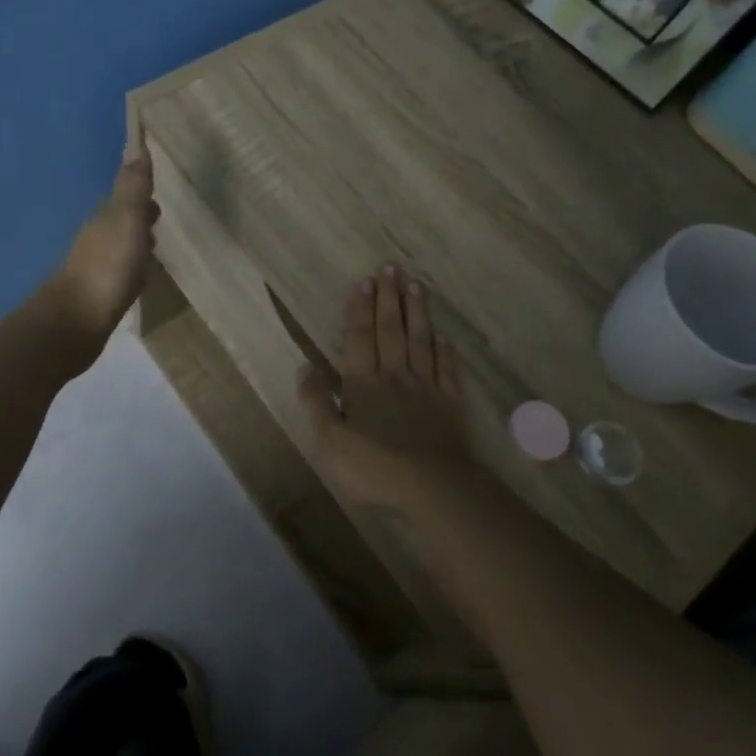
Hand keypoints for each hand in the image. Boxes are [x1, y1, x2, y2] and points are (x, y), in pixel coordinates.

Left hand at [51, 143, 159, 339]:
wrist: (76, 321)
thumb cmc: (108, 266)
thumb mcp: (127, 220)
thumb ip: (133, 187)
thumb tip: (136, 145)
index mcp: (105, 217)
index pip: (124, 197)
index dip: (141, 194)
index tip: (158, 194)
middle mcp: (96, 237)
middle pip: (121, 220)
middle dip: (139, 217)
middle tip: (159, 219)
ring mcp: (94, 266)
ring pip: (119, 246)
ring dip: (135, 243)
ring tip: (155, 248)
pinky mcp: (97, 293)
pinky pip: (119, 271)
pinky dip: (131, 268)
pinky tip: (139, 278)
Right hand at [296, 264, 476, 512]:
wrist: (433, 488)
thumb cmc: (374, 467)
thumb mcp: (329, 442)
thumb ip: (315, 403)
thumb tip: (304, 368)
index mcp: (364, 384)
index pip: (360, 337)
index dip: (361, 308)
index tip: (365, 281)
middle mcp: (395, 376)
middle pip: (391, 330)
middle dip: (389, 297)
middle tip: (391, 267)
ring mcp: (426, 388)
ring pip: (420, 341)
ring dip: (417, 313)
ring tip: (416, 286)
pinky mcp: (450, 404)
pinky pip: (446, 369)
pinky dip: (444, 350)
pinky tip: (443, 336)